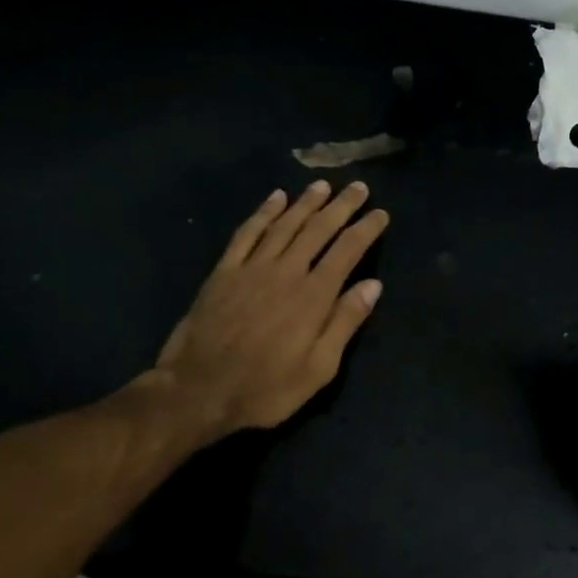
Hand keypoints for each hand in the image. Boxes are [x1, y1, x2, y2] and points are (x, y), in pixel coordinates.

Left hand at [144, 180, 387, 440]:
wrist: (197, 392)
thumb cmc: (265, 387)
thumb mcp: (318, 369)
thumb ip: (345, 323)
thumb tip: (373, 285)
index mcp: (314, 295)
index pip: (347, 250)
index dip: (366, 228)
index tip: (380, 212)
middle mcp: (287, 272)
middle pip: (319, 229)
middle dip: (341, 206)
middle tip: (358, 187)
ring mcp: (252, 268)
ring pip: (285, 224)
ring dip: (306, 202)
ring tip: (323, 185)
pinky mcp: (224, 272)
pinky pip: (247, 233)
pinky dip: (263, 213)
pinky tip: (275, 198)